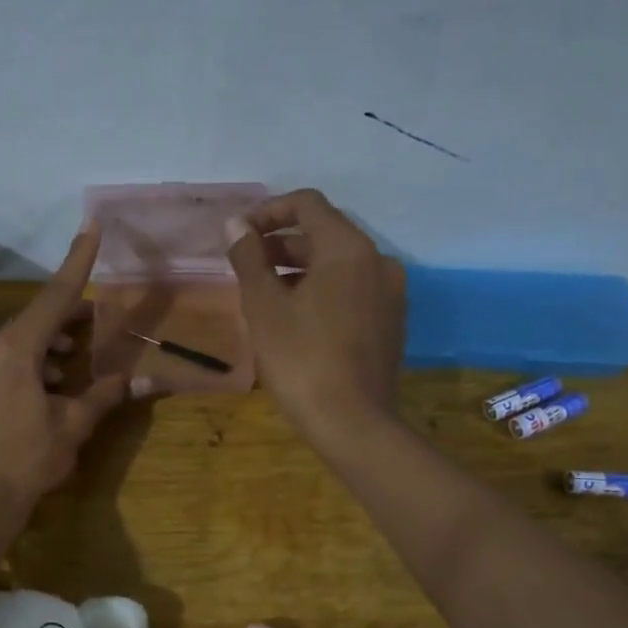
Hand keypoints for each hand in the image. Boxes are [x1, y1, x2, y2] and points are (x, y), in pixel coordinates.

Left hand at [0, 224, 134, 522]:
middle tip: (102, 313)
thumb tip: (148, 379)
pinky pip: (16, 353)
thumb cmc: (31, 456)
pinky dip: (42, 356)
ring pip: (28, 334)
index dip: (77, 262)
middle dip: (73, 310)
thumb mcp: (75, 423)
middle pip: (41, 313)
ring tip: (83, 350)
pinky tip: (59, 378)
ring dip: (57, 336)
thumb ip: (108, 394)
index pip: (56, 296)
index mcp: (19, 348)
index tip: (92, 228)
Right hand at [227, 189, 403, 436]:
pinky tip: (297, 318)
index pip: (307, 204)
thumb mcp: (264, 307)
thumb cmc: (301, 360)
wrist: (352, 423)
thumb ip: (249, 258)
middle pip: (324, 233)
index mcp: (348, 249)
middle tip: (246, 266)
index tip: (239, 234)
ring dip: (300, 268)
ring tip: (265, 294)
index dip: (268, 211)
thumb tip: (236, 225)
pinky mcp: (391, 321)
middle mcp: (377, 260)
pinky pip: (352, 289)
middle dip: (281, 243)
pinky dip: (323, 290)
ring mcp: (390, 293)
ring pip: (339, 264)